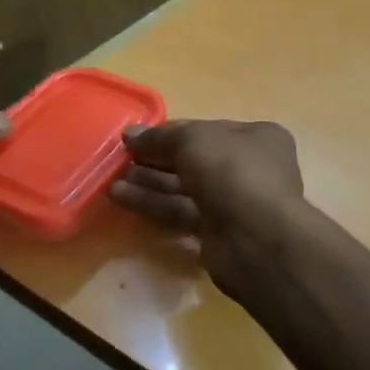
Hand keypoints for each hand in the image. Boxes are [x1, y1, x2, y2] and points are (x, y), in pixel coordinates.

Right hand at [108, 119, 305, 295]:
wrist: (256, 238)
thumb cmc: (232, 172)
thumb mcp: (193, 141)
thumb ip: (160, 137)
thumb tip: (131, 134)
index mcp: (257, 138)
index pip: (206, 130)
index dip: (170, 133)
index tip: (136, 138)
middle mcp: (250, 168)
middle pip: (194, 160)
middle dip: (155, 160)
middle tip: (120, 160)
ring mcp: (235, 203)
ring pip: (185, 189)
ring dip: (149, 183)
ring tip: (111, 180)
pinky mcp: (218, 233)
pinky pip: (181, 213)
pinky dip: (154, 205)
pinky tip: (120, 198)